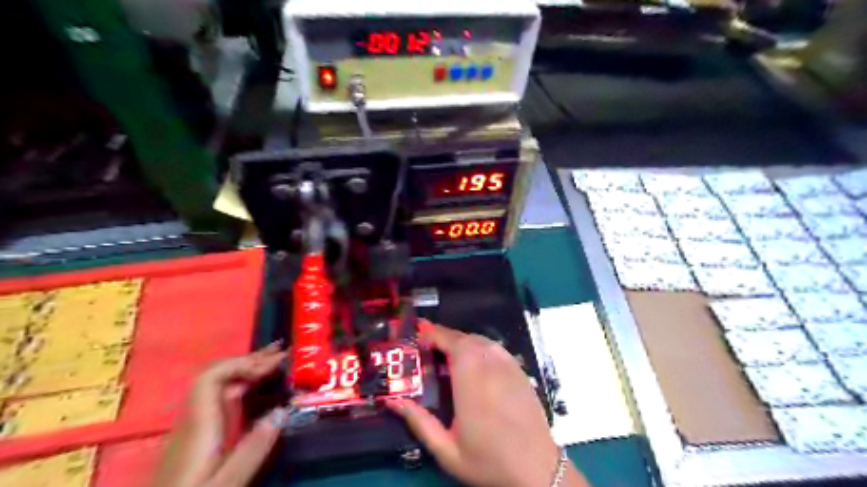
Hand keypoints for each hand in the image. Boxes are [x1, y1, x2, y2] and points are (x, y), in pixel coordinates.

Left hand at [155, 344, 288, 485]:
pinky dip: (241, 385)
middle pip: (215, 376)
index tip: (273, 363)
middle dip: (250, 361)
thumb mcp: (227, 483)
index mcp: (199, 424)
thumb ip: (253, 448)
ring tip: (274, 363)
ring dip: (246, 370)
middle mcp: (192, 419)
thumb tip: (283, 410)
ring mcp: (191, 427)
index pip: (212, 376)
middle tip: (282, 353)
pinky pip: (219, 398)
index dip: (242, 363)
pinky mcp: (195, 436)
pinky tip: (255, 389)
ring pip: (217, 386)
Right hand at [387, 323, 589, 486]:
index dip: (434, 333)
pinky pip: (495, 348)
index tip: (418, 335)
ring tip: (447, 353)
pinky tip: (474, 360)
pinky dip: (480, 346)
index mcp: (471, 381)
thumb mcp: (447, 450)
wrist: (537, 469)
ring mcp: (508, 365)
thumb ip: (419, 422)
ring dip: (462, 341)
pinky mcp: (520, 370)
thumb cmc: (488, 460)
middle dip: (444, 337)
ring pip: (481, 340)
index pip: (452, 342)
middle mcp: (491, 365)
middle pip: (465, 338)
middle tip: (427, 347)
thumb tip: (392, 401)